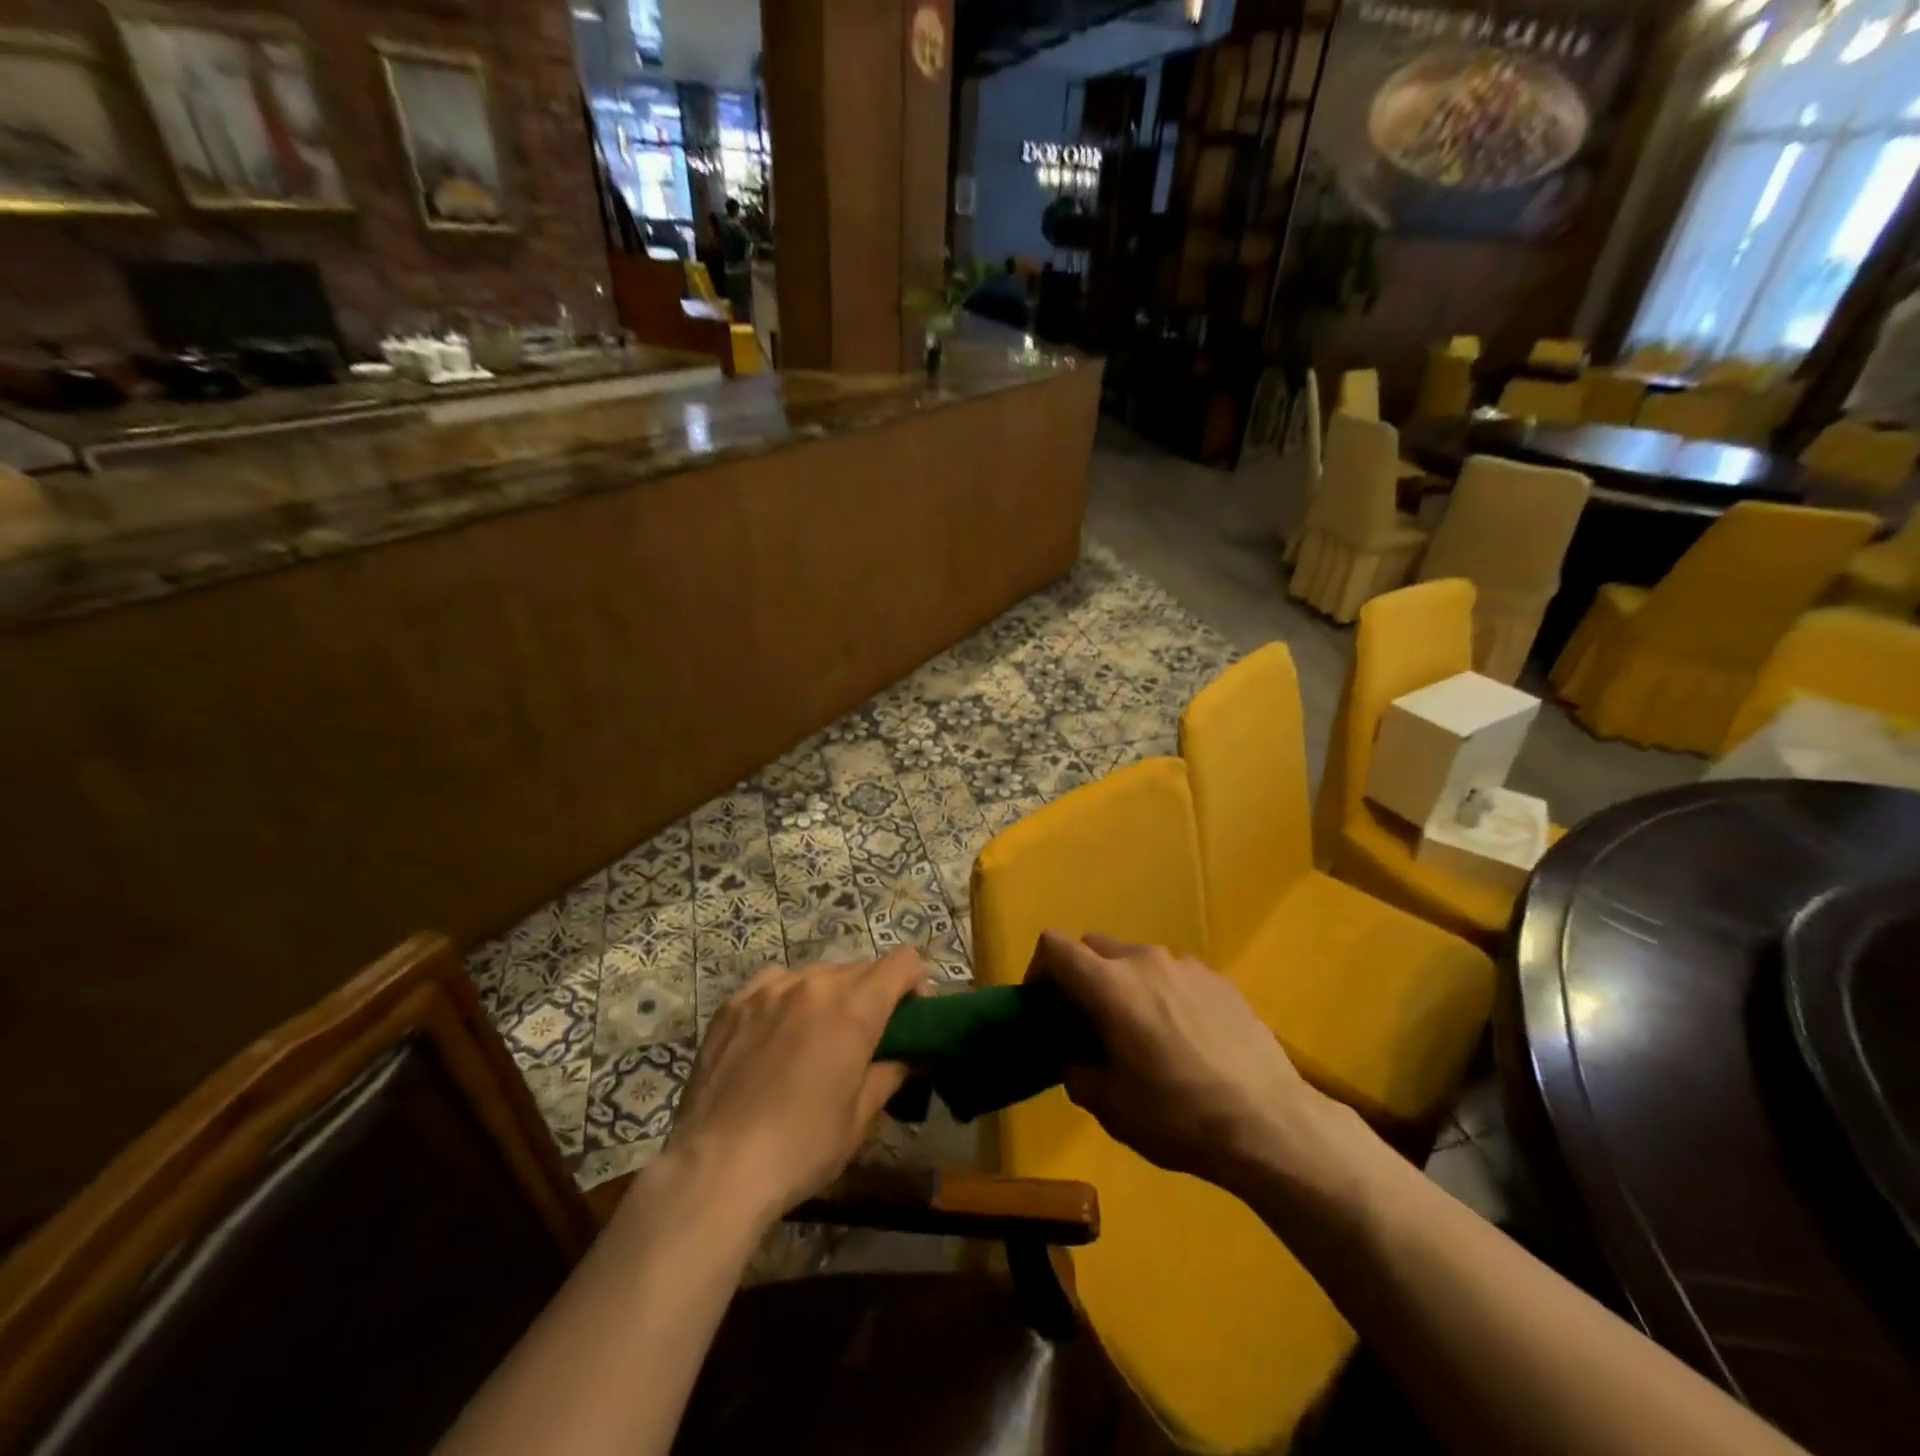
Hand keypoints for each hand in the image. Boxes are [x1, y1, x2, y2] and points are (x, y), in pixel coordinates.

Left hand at [661, 947, 927, 1228]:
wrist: (714, 1169)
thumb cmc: (800, 1148)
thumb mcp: (860, 1117)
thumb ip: (892, 1072)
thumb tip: (911, 1054)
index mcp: (854, 1008)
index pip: (903, 961)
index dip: (915, 984)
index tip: (909, 1018)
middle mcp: (814, 984)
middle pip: (861, 968)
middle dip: (874, 995)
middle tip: (866, 1038)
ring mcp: (769, 988)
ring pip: (818, 974)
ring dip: (831, 995)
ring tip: (817, 1038)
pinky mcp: (734, 1003)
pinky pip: (776, 983)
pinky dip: (789, 998)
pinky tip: (777, 1034)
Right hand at [1030, 932, 1333, 1198]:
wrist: (1270, 1123)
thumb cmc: (1178, 1116)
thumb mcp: (1111, 1107)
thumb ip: (1076, 1071)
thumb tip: (1071, 1055)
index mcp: (1110, 985)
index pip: (1055, 946)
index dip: (1039, 969)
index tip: (1044, 1006)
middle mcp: (1144, 960)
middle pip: (1093, 947)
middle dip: (1080, 977)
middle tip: (1087, 1023)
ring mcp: (1185, 965)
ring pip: (1135, 960)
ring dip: (1122, 984)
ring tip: (1139, 1033)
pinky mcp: (1218, 978)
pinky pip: (1172, 973)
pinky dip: (1161, 992)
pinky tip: (1182, 1037)